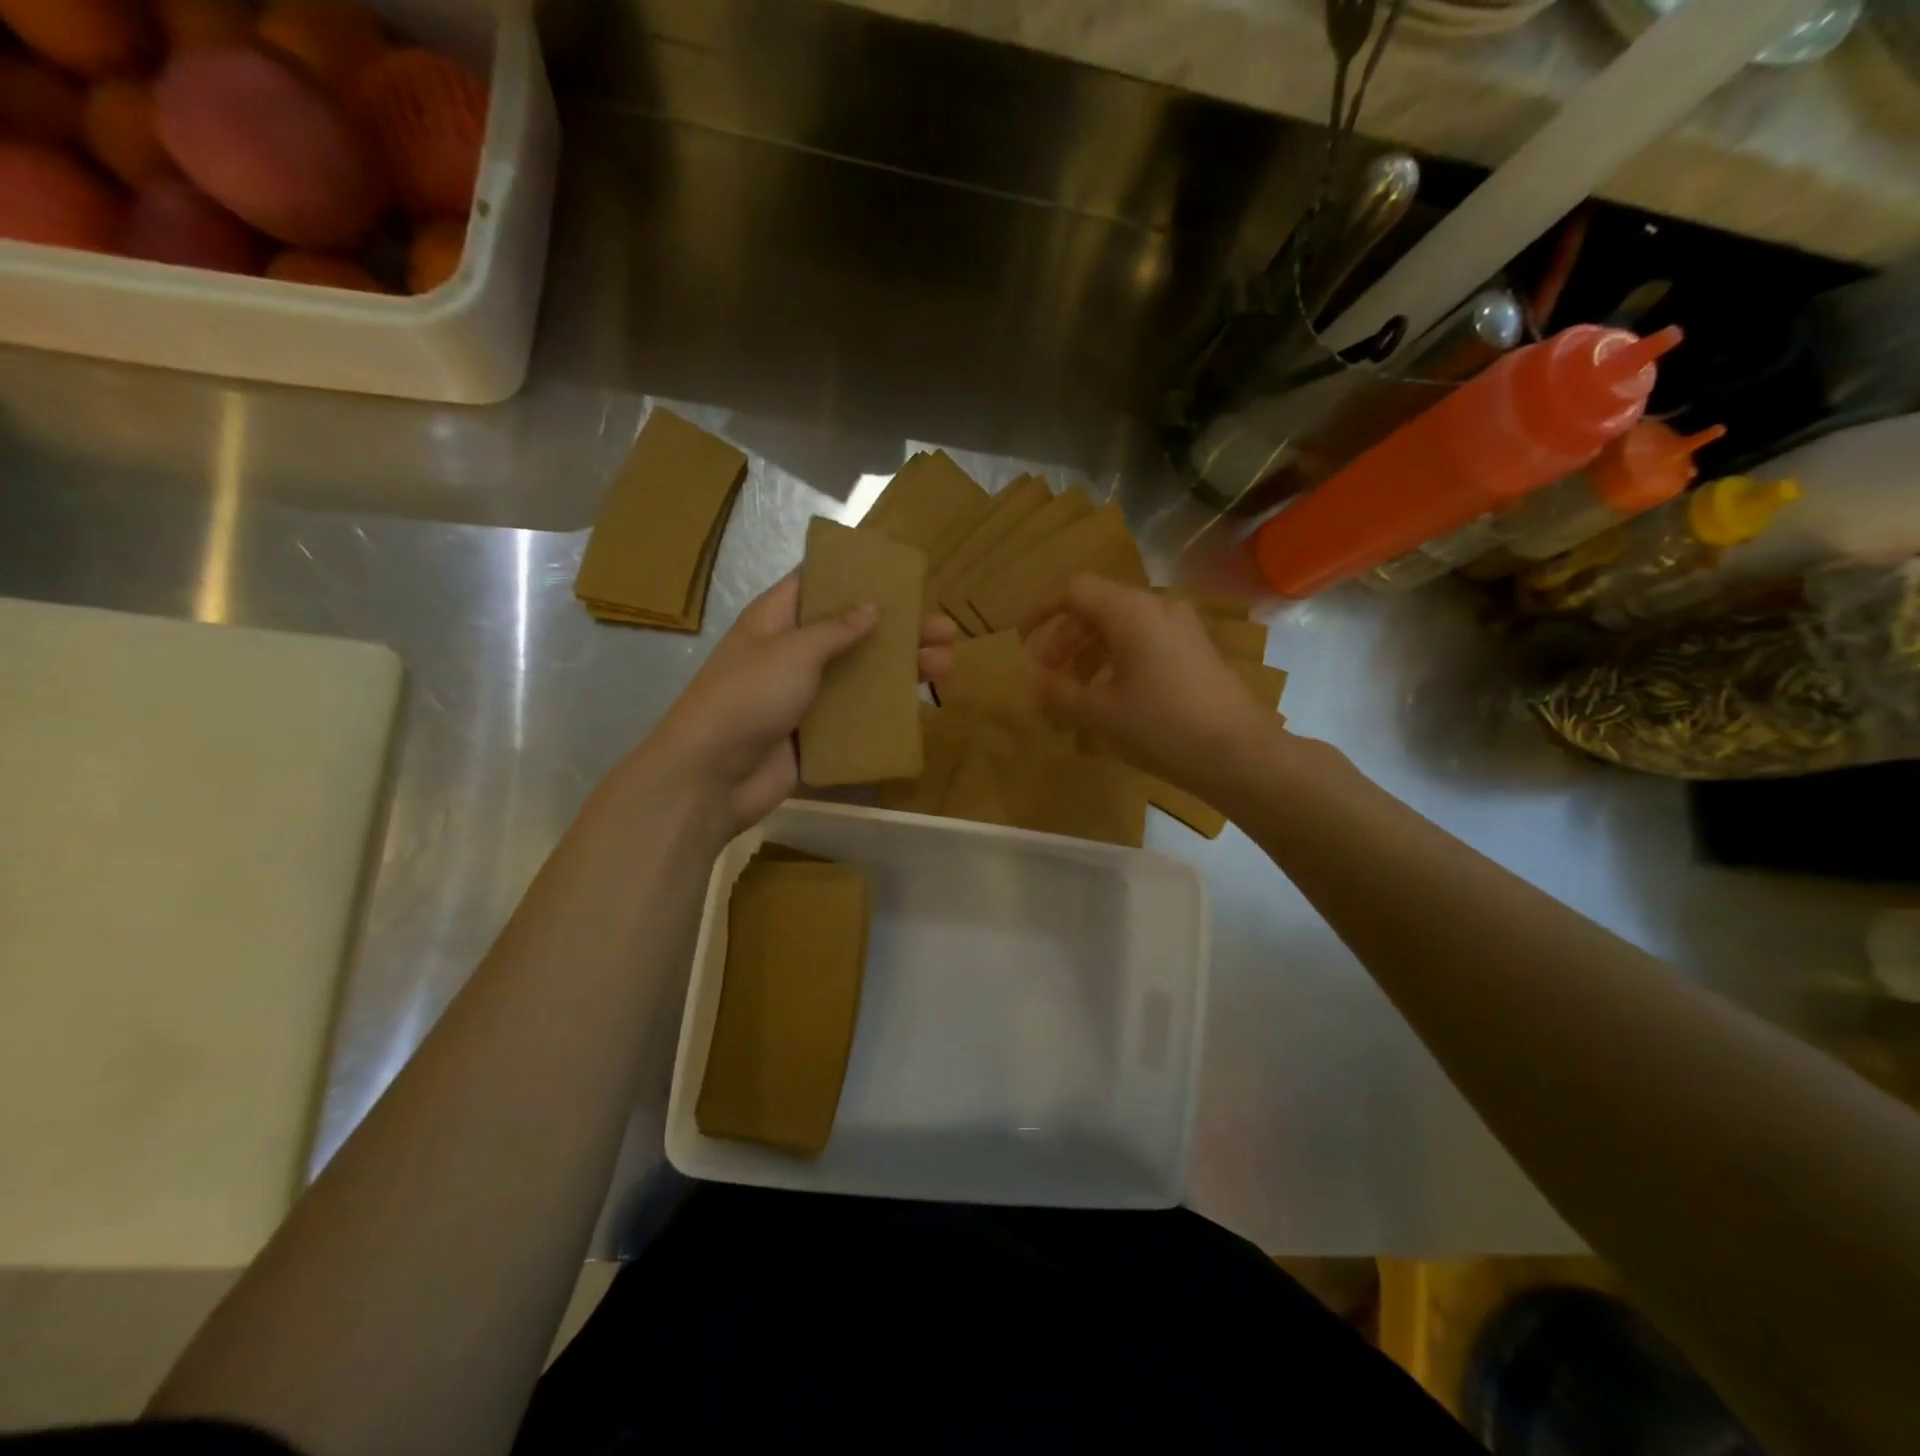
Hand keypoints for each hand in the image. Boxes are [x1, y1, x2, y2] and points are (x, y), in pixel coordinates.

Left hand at [647, 573, 958, 832]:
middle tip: (946, 629)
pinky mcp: (814, 736)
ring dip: (901, 671)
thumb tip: (872, 606)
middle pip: (852, 632)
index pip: (818, 584)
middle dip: (898, 629)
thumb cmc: (747, 697)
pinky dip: (884, 712)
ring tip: (947, 666)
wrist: (711, 777)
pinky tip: (918, 709)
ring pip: (860, 677)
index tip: (900, 574)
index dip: (857, 575)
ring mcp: (804, 697)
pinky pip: (855, 719)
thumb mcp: (793, 651)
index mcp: (776, 621)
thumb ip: (836, 629)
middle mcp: (792, 654)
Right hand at [1024, 575, 1276, 790]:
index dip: (1042, 611)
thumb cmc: (1162, 726)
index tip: (1022, 640)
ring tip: (1074, 693)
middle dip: (1065, 639)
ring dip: (1089, 653)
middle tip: (1047, 674)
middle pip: (1098, 608)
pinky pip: (1145, 643)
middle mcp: (1158, 608)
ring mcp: (1182, 629)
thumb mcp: (1100, 713)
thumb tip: (1033, 684)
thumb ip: (1059, 694)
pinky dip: (1117, 662)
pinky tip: (1111, 699)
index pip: (1074, 590)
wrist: (1239, 753)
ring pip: (1121, 628)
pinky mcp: (1196, 652)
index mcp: (1130, 612)